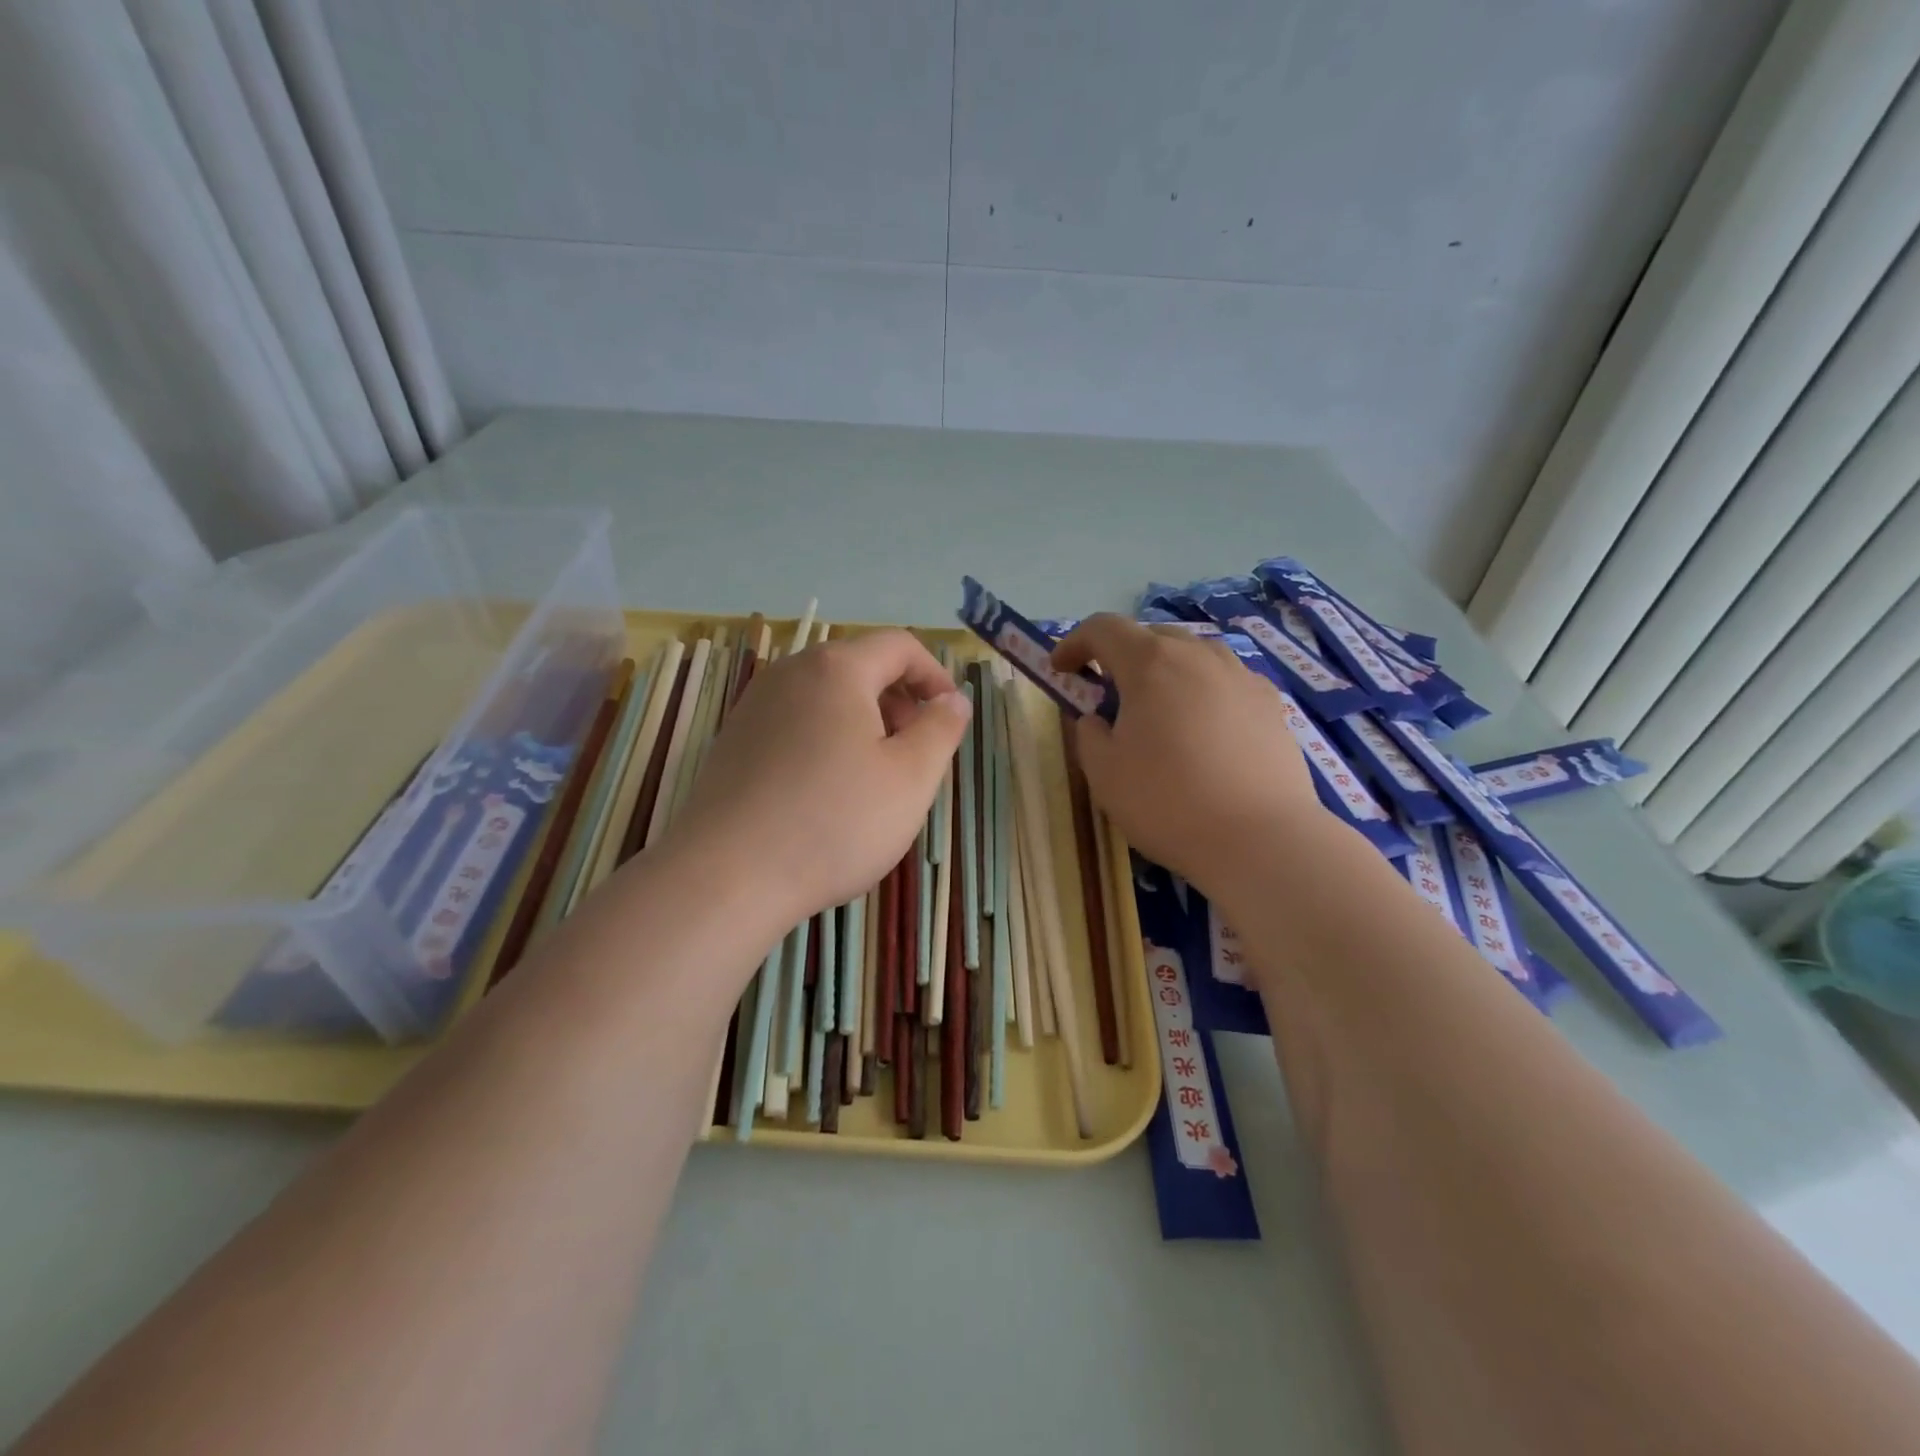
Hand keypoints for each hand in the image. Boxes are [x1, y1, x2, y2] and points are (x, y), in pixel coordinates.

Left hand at [666, 629, 970, 933]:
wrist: (727, 876)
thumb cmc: (834, 821)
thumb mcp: (911, 778)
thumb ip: (942, 728)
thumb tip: (952, 699)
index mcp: (836, 668)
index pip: (899, 645)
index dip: (934, 674)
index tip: (949, 716)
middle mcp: (789, 673)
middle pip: (859, 668)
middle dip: (899, 702)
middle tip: (915, 754)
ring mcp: (754, 706)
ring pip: (826, 698)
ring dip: (863, 724)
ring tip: (874, 779)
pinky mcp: (734, 742)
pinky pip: (795, 724)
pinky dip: (826, 741)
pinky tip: (827, 795)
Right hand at [1052, 615, 1323, 885]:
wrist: (1260, 839)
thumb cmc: (1168, 803)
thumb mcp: (1104, 774)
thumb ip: (1090, 735)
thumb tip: (1098, 720)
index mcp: (1151, 664)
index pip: (1103, 628)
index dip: (1074, 643)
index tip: (1061, 670)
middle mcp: (1199, 656)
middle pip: (1151, 636)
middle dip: (1121, 658)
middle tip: (1109, 696)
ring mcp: (1241, 676)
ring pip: (1194, 656)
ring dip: (1166, 672)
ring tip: (1160, 712)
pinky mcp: (1272, 704)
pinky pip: (1226, 682)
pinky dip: (1203, 693)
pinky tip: (1205, 733)